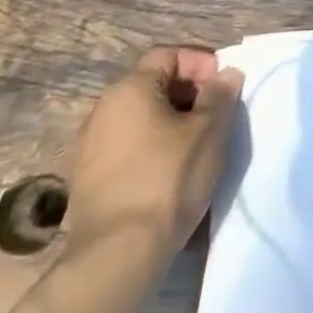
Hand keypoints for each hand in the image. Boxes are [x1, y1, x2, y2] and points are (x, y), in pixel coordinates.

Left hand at [63, 46, 242, 261]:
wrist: (117, 257)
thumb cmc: (168, 179)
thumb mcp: (209, 131)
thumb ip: (220, 95)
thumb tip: (227, 74)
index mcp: (129, 90)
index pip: (168, 55)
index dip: (200, 63)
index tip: (223, 87)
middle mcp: (102, 110)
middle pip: (152, 85)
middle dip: (188, 94)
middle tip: (215, 116)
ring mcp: (88, 148)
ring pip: (139, 119)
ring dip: (169, 123)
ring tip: (196, 146)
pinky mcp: (85, 182)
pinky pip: (125, 148)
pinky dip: (150, 149)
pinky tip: (169, 173)